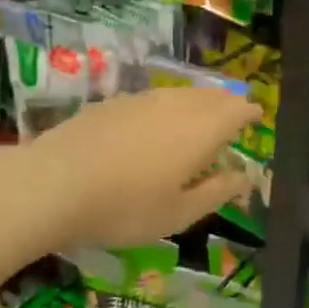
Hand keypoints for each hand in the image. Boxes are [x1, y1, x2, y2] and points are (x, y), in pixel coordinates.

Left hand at [19, 88, 262, 249]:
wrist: (51, 184)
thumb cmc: (125, 208)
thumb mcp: (178, 213)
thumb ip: (217, 191)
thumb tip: (245, 177)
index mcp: (202, 130)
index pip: (237, 110)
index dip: (250, 113)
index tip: (257, 118)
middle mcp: (176, 106)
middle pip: (210, 96)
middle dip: (226, 104)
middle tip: (233, 117)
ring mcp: (140, 100)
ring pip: (180, 95)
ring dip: (197, 103)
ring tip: (199, 118)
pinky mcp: (111, 104)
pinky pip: (152, 99)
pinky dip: (166, 108)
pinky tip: (155, 124)